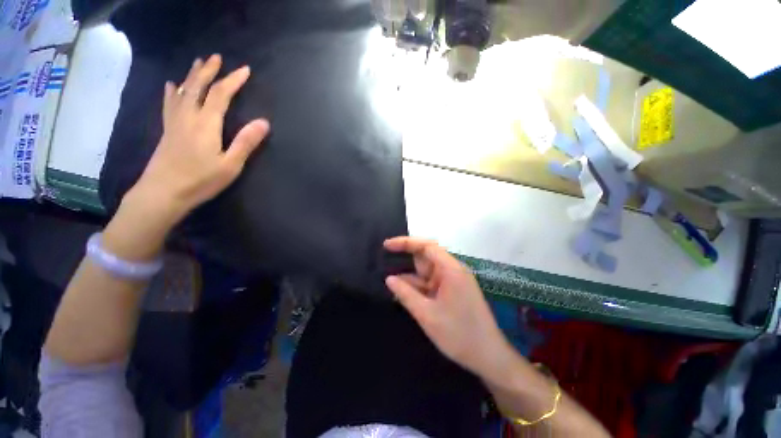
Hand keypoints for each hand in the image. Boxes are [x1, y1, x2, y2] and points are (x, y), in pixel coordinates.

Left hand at [128, 54, 269, 225]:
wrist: (163, 192)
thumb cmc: (201, 180)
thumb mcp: (231, 165)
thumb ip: (246, 142)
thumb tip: (264, 122)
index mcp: (206, 124)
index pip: (221, 95)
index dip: (233, 80)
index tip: (244, 70)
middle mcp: (189, 116)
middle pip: (198, 87)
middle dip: (209, 71)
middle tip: (217, 57)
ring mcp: (175, 122)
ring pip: (183, 91)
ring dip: (192, 76)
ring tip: (197, 63)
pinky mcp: (167, 130)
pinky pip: (169, 104)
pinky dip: (172, 92)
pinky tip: (172, 85)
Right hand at [384, 237, 510, 378]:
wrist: (489, 358)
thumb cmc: (459, 335)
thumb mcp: (427, 314)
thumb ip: (406, 294)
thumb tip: (389, 279)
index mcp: (451, 269)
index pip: (426, 246)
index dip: (405, 243)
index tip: (386, 245)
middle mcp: (453, 270)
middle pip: (426, 257)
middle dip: (406, 259)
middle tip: (384, 262)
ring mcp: (453, 281)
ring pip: (426, 272)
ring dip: (410, 277)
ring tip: (389, 281)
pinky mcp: (452, 291)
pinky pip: (431, 283)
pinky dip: (417, 287)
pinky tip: (402, 293)